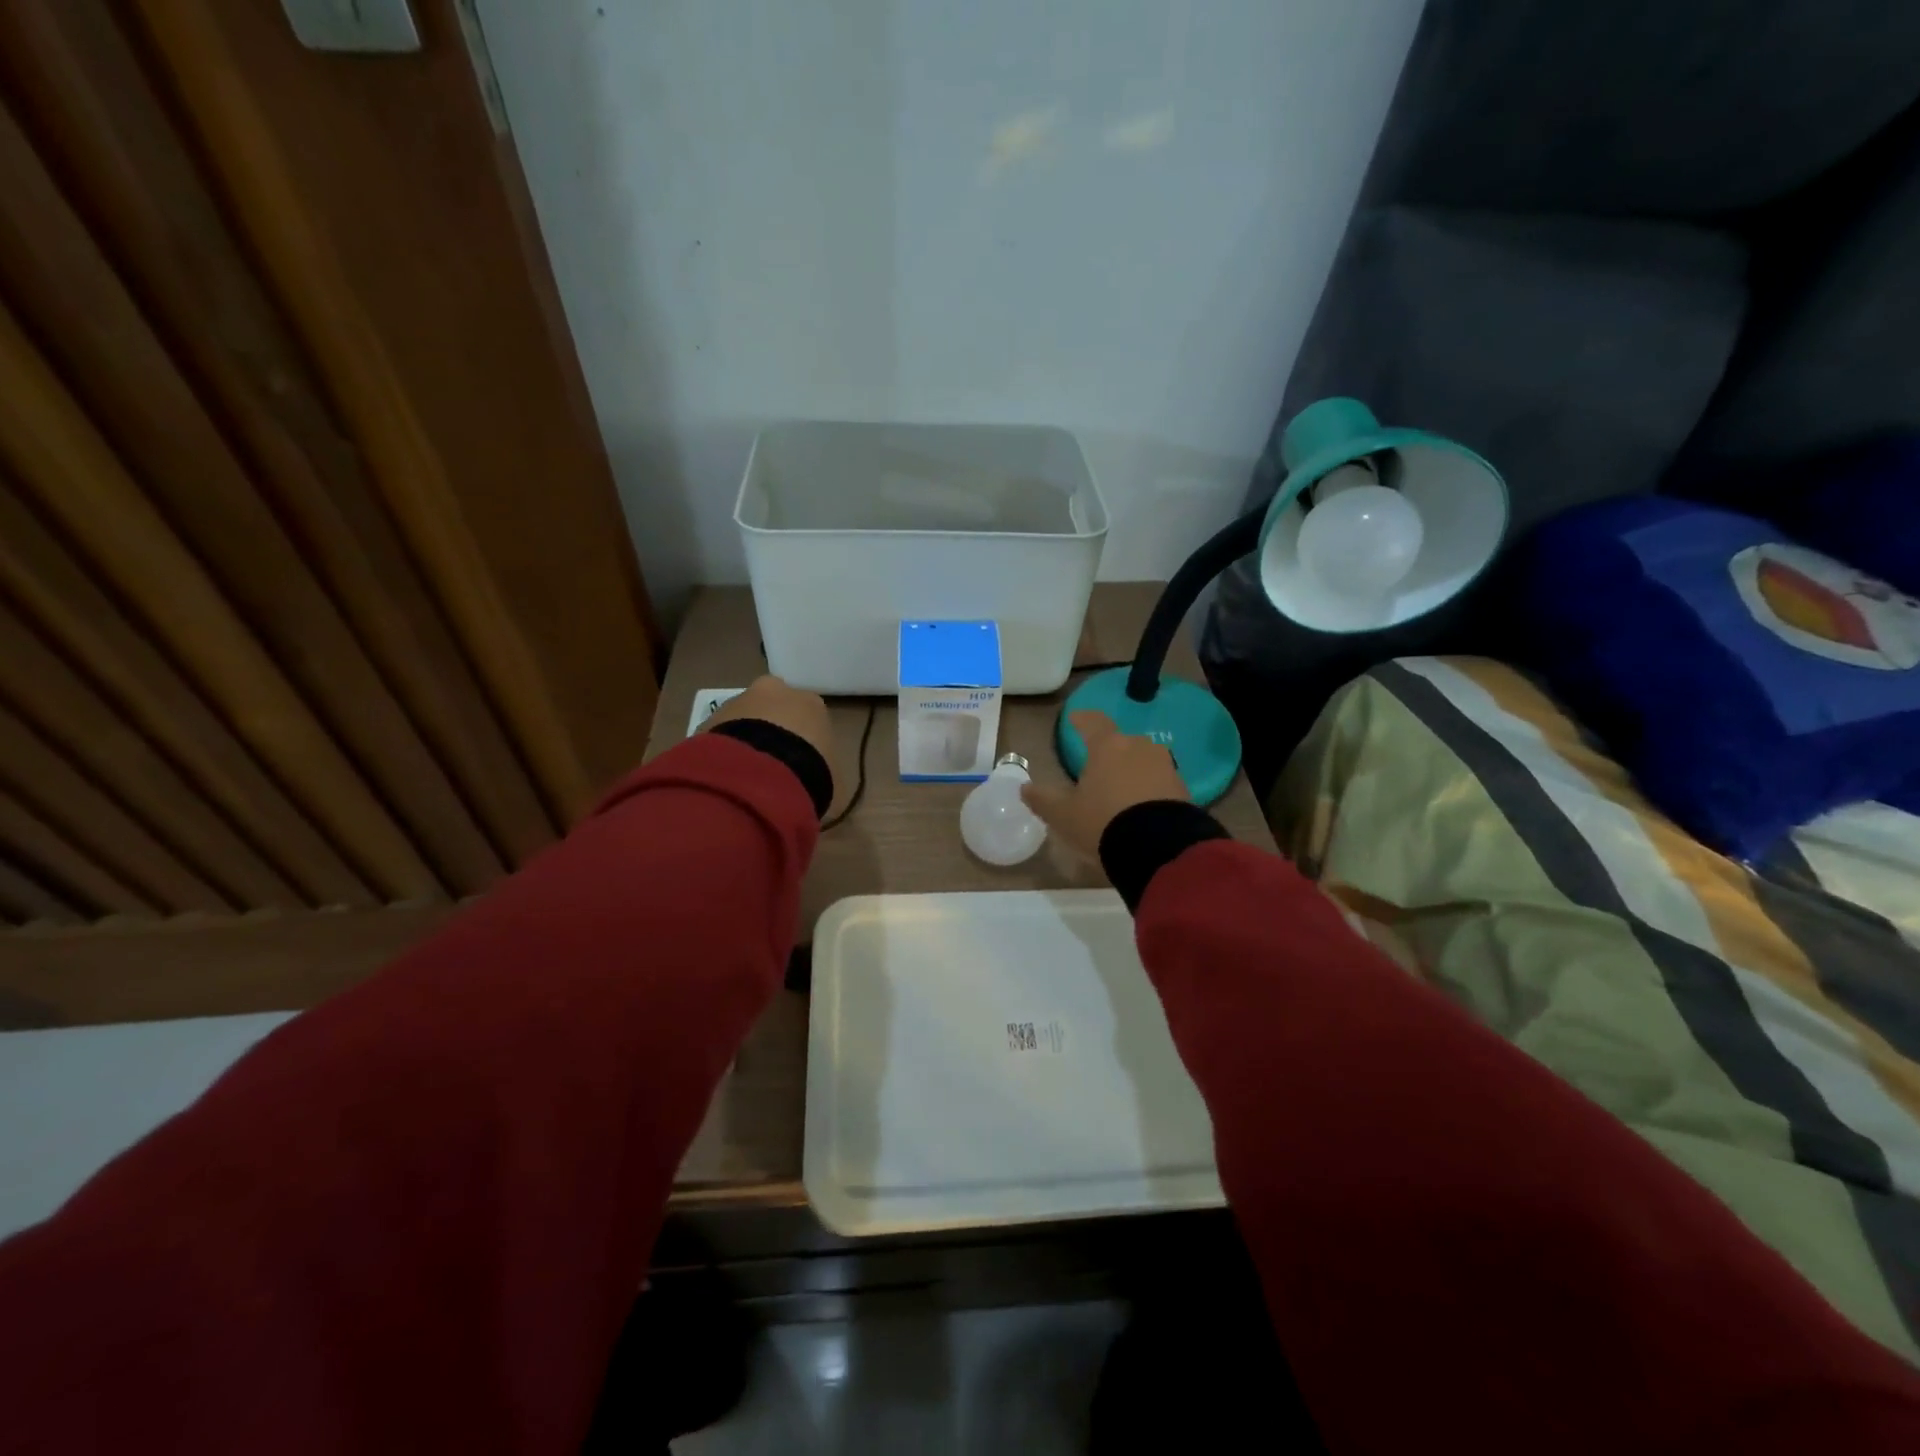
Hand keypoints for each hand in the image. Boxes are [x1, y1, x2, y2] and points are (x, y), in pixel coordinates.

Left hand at [704, 675, 834, 780]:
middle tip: (771, 764)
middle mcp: (774, 692)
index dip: (805, 740)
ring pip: (742, 718)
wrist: (759, 776)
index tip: (801, 764)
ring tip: (744, 775)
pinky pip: (718, 737)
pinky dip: (721, 752)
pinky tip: (726, 778)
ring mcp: (737, 702)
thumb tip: (823, 786)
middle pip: (773, 708)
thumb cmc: (809, 774)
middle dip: (771, 729)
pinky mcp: (707, 719)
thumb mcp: (834, 783)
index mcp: (811, 703)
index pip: (809, 716)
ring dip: (743, 740)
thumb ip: (828, 777)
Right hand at [1021, 711, 1188, 859]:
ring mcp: (1165, 766)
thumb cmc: (1102, 822)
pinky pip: (1159, 782)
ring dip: (1131, 770)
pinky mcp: (1183, 789)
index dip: (1082, 720)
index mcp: (1108, 746)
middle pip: (1121, 742)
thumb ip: (1042, 800)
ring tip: (1120, 789)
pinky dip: (1148, 789)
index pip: (1093, 722)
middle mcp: (1139, 748)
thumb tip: (1024, 788)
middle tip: (1097, 766)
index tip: (1075, 718)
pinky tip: (1141, 807)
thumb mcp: (1063, 815)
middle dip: (1109, 751)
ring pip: (1143, 761)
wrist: (1159, 848)